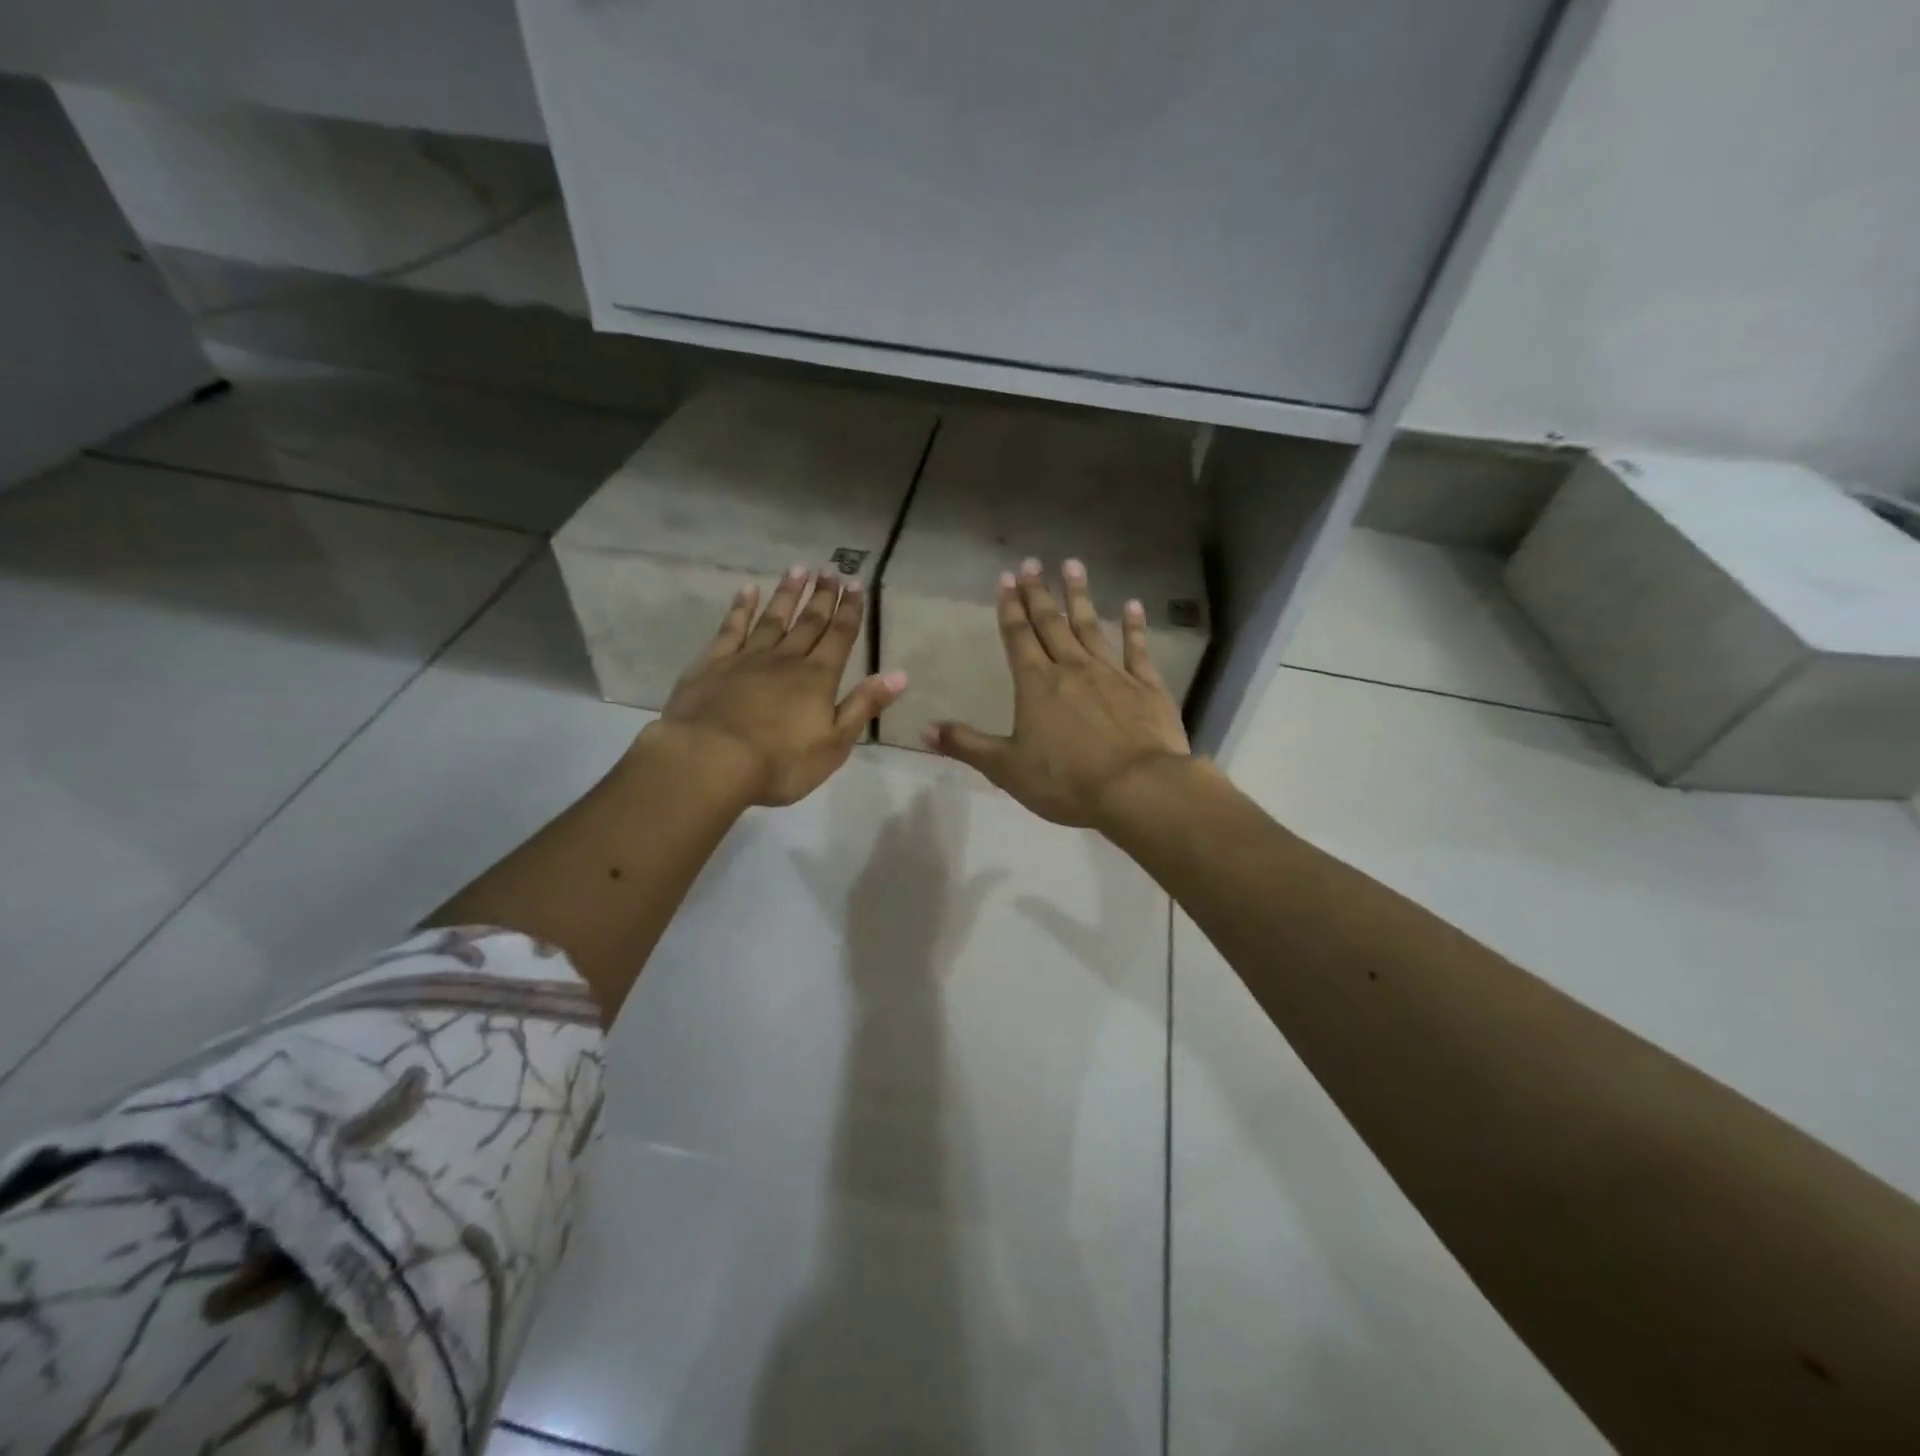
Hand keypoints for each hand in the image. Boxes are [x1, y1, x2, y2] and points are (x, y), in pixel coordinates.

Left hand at [649, 566, 907, 806]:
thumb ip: (864, 705)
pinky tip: (748, 590)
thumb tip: (900, 675)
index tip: (856, 584)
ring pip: (773, 618)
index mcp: (817, 678)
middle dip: (822, 597)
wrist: (711, 760)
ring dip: (788, 594)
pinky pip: (731, 628)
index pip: (840, 637)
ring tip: (799, 569)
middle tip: (831, 571)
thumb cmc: (780, 762)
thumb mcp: (835, 743)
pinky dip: (741, 608)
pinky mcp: (712, 664)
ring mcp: (747, 658)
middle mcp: (786, 659)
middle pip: (809, 622)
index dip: (850, 611)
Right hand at [924, 558, 1190, 827]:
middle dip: (1039, 593)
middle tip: (1033, 563)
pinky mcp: (1146, 687)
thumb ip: (966, 745)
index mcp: (1036, 684)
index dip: (1009, 607)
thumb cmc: (1065, 780)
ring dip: (1079, 597)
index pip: (1017, 637)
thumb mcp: (1006, 768)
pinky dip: (1135, 627)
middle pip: (1051, 624)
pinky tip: (1133, 606)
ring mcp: (1112, 674)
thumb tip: (924, 729)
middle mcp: (1072, 668)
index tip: (1006, 577)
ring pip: (1091, 627)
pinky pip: (1138, 650)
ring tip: (1073, 565)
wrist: (1135, 788)